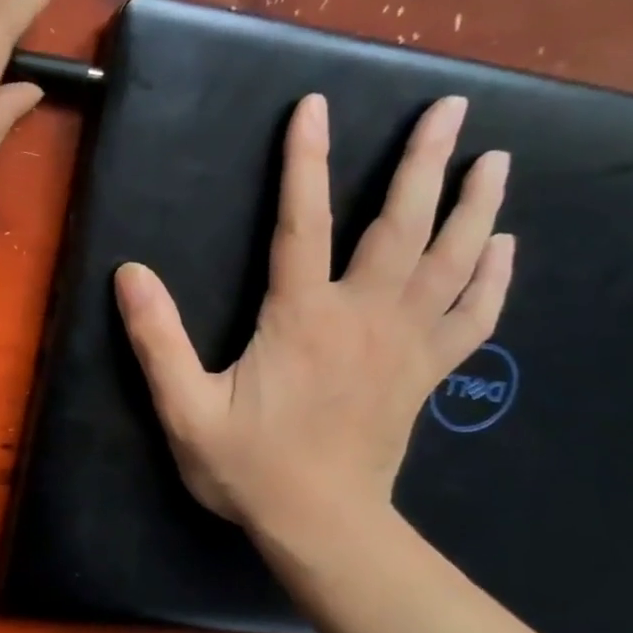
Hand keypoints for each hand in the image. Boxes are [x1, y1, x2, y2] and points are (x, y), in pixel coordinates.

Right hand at [114, 93, 513, 545]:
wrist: (323, 526)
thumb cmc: (249, 467)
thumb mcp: (184, 408)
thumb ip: (156, 339)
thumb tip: (130, 273)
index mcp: (301, 318)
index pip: (303, 222)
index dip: (305, 161)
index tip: (315, 106)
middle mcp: (363, 316)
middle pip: (401, 226)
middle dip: (424, 163)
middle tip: (451, 108)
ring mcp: (405, 344)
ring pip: (451, 262)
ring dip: (474, 206)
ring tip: (494, 159)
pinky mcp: (426, 373)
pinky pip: (473, 316)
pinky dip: (493, 278)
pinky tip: (503, 247)